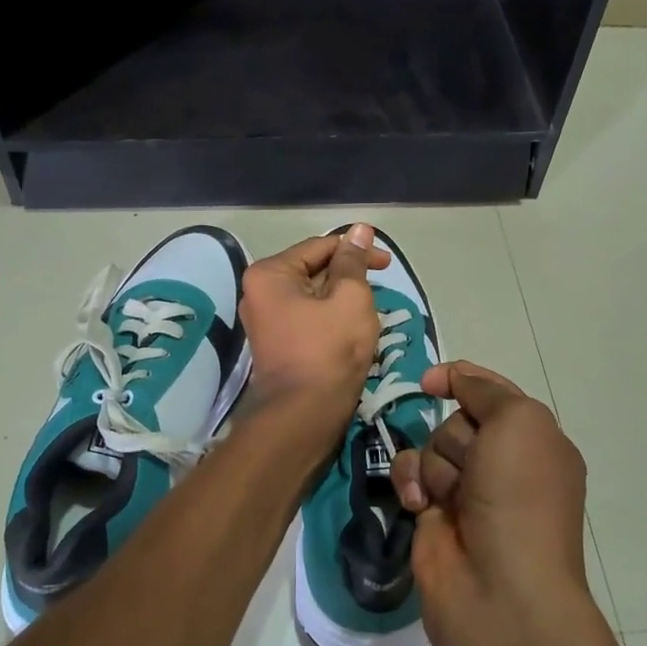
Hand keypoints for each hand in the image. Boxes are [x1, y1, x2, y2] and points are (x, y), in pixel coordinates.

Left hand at [238, 224, 388, 426]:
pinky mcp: (276, 344)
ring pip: (313, 296)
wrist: (304, 415)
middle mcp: (258, 292)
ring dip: (342, 299)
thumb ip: (354, 261)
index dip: (357, 250)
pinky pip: (307, 318)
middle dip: (349, 277)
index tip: (388, 264)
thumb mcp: (350, 297)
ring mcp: (264, 320)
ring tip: (370, 312)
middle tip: (381, 290)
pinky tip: (352, 329)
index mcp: (269, 274)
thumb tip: (359, 230)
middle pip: (313, 270)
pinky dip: (331, 318)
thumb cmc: (329, 350)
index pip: (320, 247)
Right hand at [391, 361, 588, 627]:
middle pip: (457, 418)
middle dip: (458, 438)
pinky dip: (411, 483)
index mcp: (536, 440)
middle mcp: (504, 462)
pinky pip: (410, 474)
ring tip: (452, 499)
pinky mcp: (434, 512)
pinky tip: (419, 505)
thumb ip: (485, 390)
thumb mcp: (519, 422)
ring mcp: (468, 489)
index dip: (464, 380)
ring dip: (437, 465)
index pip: (494, 392)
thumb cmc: (520, 497)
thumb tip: (455, 379)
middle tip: (475, 469)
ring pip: (431, 445)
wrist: (500, 588)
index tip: (430, 381)